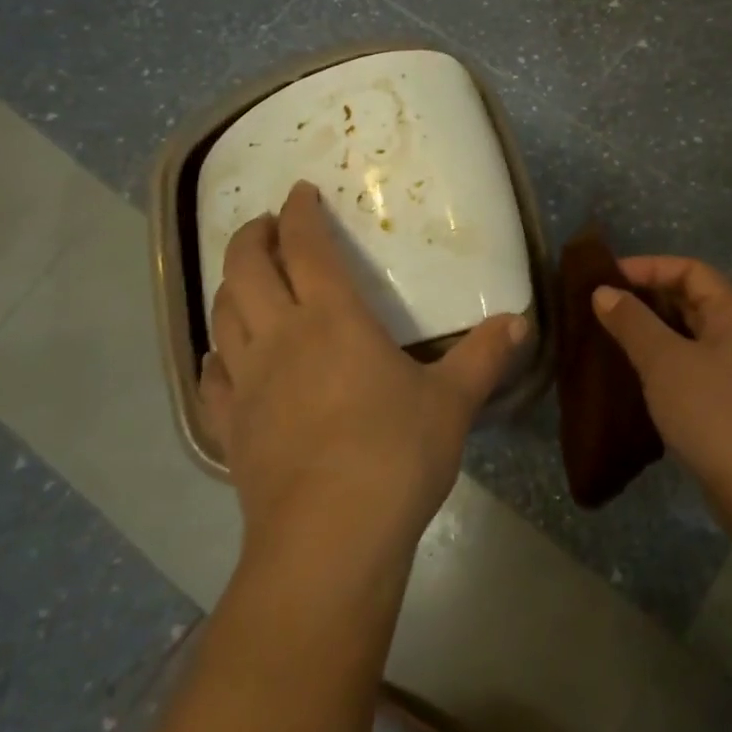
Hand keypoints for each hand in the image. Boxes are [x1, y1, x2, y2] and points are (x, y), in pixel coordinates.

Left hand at [200, 181, 527, 568]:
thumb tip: (520, 321)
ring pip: (223, 314)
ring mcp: (247, 383)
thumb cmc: (394, 455)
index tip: (300, 192)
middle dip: (252, 236)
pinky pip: (210, 377)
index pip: (306, 246)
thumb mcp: (452, 402)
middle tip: (266, 225)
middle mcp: (280, 337)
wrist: (329, 539)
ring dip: (230, 285)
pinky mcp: (229, 427)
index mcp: (332, 318)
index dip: (300, 212)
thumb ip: (483, 356)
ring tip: (245, 279)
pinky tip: (225, 359)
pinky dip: (216, 355)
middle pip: (247, 268)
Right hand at [591, 257, 731, 505]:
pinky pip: (691, 364)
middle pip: (692, 299)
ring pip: (690, 334)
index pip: (691, 271)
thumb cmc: (713, 413)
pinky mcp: (731, 402)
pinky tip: (635, 374)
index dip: (650, 267)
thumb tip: (603, 292)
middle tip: (604, 306)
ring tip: (611, 336)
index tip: (608, 277)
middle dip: (648, 298)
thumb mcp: (665, 361)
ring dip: (653, 330)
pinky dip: (662, 359)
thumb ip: (632, 322)